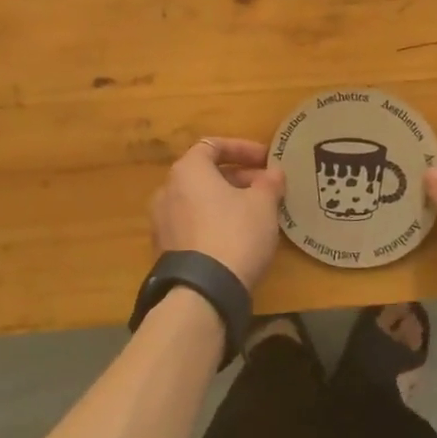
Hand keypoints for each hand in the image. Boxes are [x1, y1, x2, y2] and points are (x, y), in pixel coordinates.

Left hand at [149, 138, 286, 292]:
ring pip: (199, 200)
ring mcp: (162, 221)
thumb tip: (274, 173)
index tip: (266, 160)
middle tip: (266, 188)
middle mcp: (167, 190)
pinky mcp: (165, 249)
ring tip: (255, 213)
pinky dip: (213, 221)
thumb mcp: (263, 204)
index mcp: (188, 170)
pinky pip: (192, 224)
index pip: (213, 145)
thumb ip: (269, 183)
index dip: (243, 149)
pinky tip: (237, 237)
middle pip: (206, 173)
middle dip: (238, 177)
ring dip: (226, 200)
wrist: (203, 291)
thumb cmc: (235, 233)